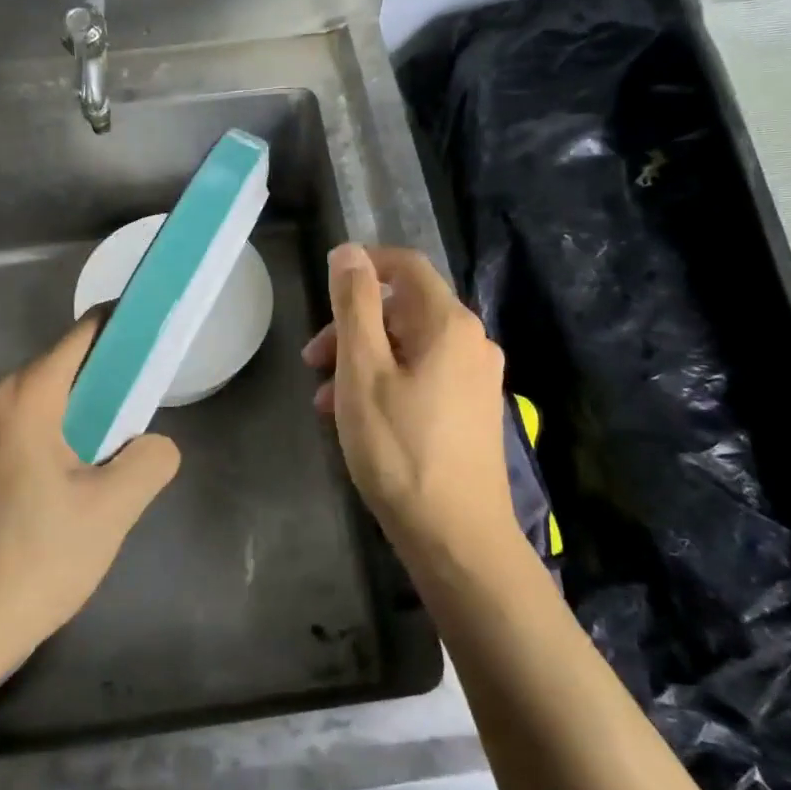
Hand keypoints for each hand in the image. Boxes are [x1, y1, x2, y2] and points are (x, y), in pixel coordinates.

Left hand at [0, 313, 179, 677]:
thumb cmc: (34, 560)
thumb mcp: (112, 509)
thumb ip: (150, 459)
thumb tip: (153, 446)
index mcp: (24, 396)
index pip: (86, 335)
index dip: (128, 328)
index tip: (164, 337)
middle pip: (67, 369)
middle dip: (113, 384)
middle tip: (150, 416)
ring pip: (49, 406)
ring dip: (89, 420)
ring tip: (120, 459)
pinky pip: (28, 434)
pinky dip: (62, 442)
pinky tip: (79, 487)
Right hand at [303, 245, 517, 554]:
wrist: (457, 537)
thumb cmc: (400, 449)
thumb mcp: (363, 371)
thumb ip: (355, 305)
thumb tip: (349, 252)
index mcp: (449, 323)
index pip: (406, 265)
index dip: (363, 265)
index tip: (324, 288)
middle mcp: (472, 342)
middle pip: (404, 310)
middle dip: (353, 326)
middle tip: (313, 362)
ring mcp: (477, 379)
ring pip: (410, 347)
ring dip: (363, 361)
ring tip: (326, 402)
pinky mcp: (474, 412)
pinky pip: (424, 377)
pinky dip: (387, 384)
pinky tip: (359, 420)